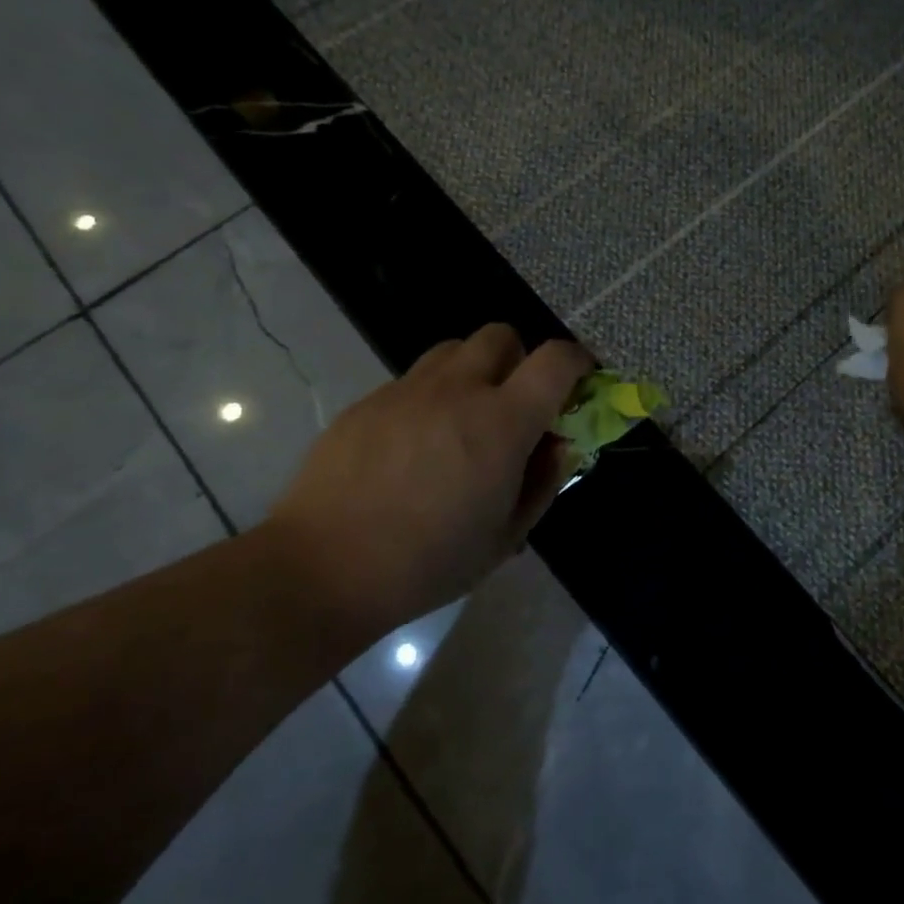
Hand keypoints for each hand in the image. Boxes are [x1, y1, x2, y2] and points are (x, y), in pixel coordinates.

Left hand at [263, 326, 594, 631]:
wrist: (324, 568)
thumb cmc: (428, 563)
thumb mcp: (506, 536)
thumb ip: (543, 481)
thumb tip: (558, 444)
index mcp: (501, 422)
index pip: (555, 360)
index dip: (577, 362)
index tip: (579, 381)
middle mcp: (457, 390)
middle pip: (501, 335)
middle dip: (518, 360)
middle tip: (512, 404)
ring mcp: (407, 390)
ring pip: (453, 350)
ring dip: (472, 371)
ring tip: (461, 419)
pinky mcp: (368, 401)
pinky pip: (412, 380)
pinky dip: (429, 397)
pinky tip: (412, 445)